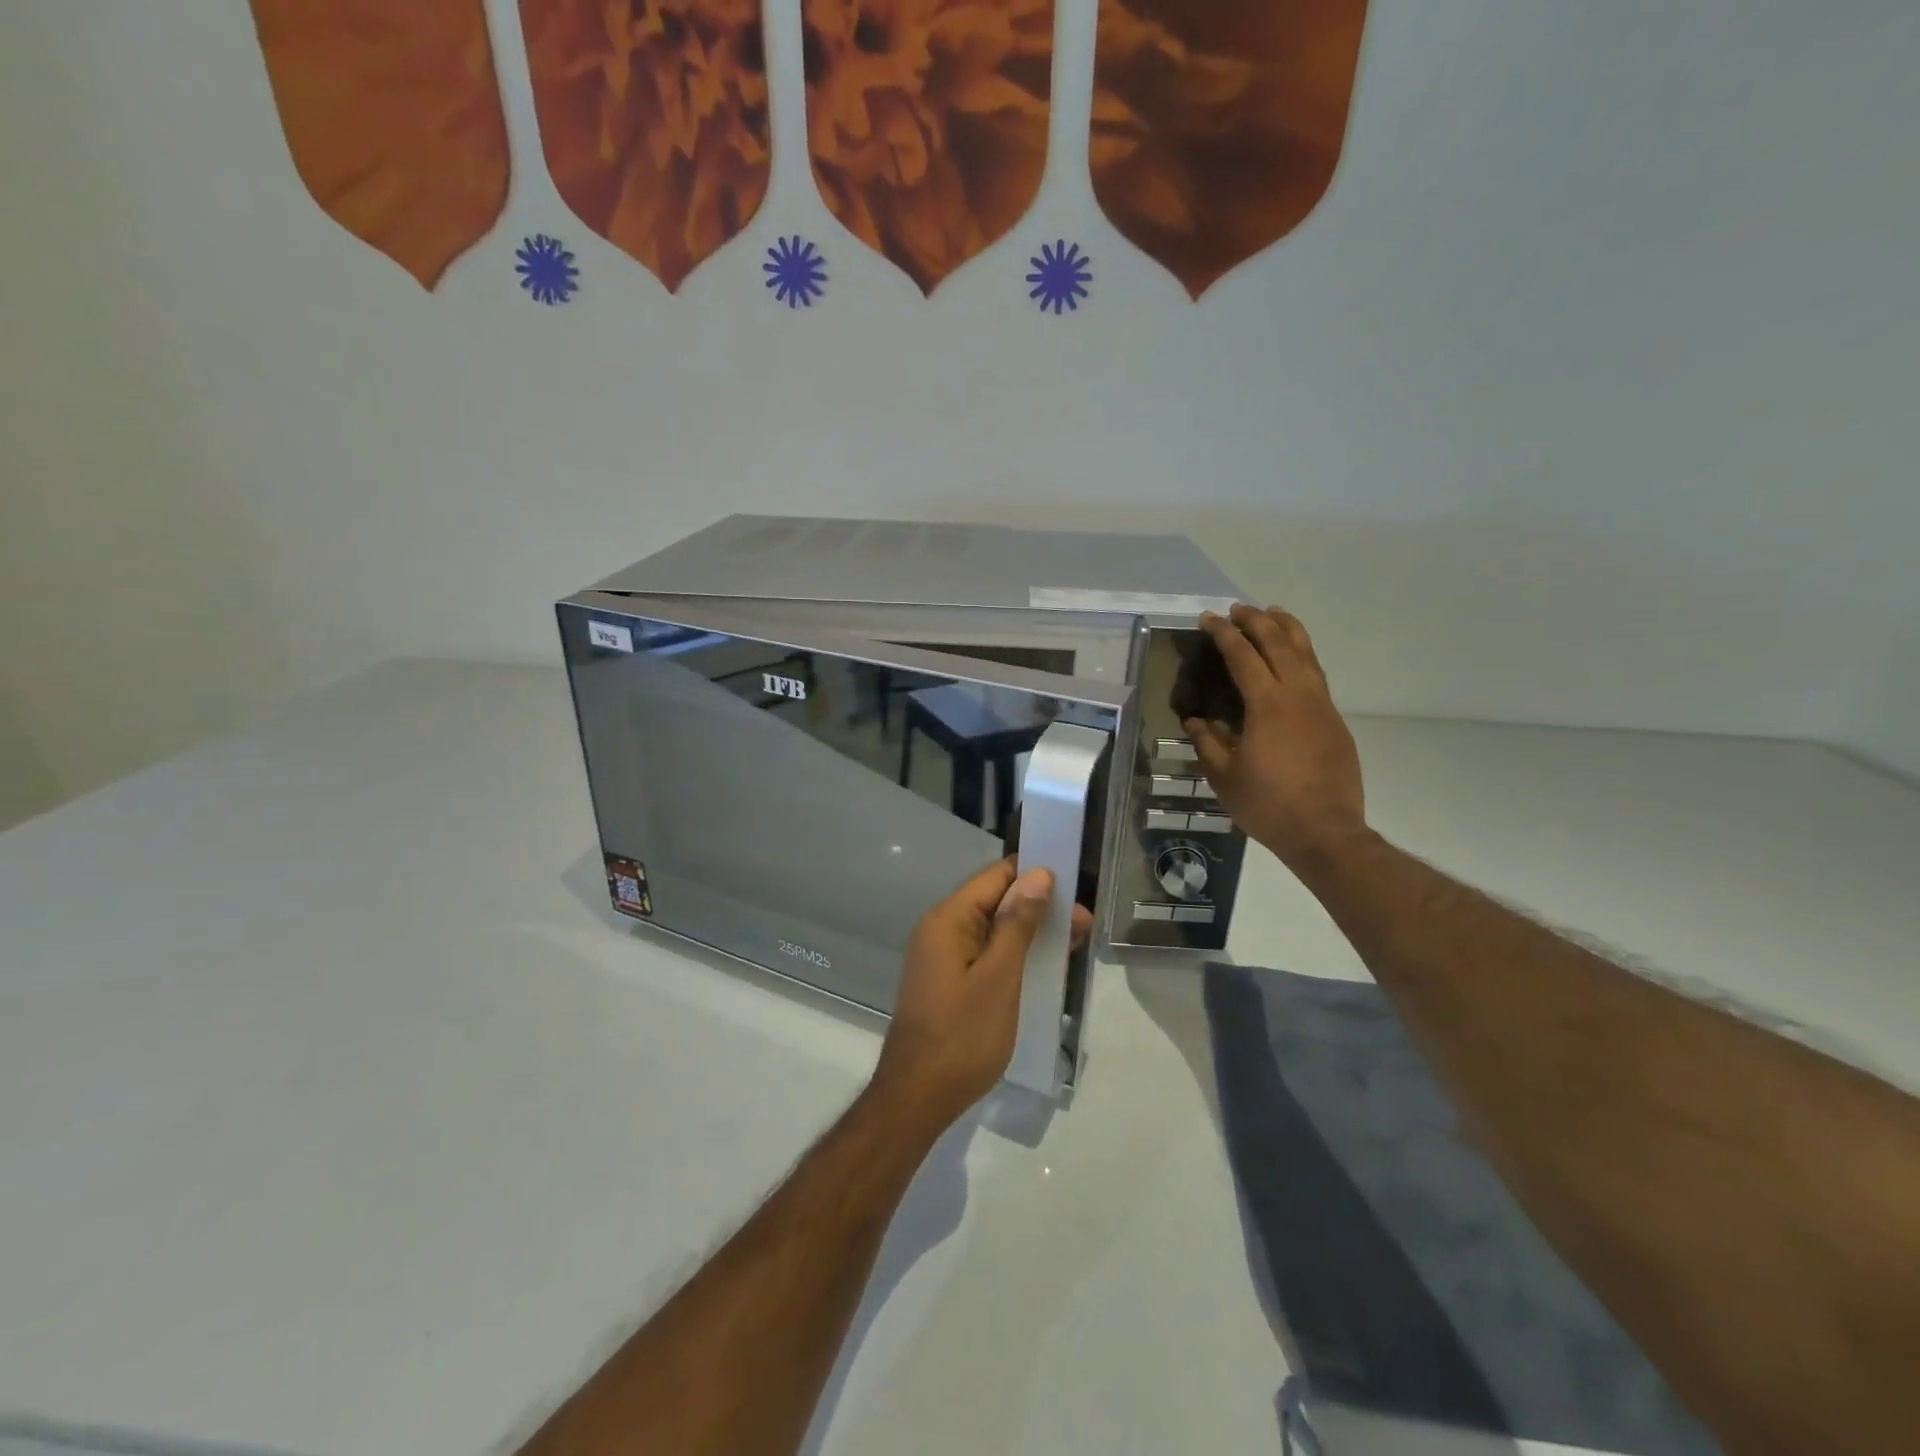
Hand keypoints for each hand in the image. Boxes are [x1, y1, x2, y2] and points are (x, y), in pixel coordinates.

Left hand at [871, 859, 1090, 1132]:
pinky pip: (985, 951)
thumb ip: (1018, 923)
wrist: (918, 1097)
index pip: (996, 876)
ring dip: (1030, 931)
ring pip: (992, 927)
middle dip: (1039, 906)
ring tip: (1073, 943)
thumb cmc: (963, 1036)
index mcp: (948, 918)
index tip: (1074, 886)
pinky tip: (1043, 965)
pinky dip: (1013, 953)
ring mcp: (942, 955)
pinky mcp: (948, 978)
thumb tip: (1038, 874)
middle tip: (1085, 925)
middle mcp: (941, 928)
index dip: (1035, 875)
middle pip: (995, 900)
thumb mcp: (1000, 977)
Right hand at [1186, 605, 1367, 874]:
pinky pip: (1317, 675)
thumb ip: (1208, 743)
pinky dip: (1303, 655)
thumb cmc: (1268, 805)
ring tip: (1273, 614)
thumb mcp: (1225, 777)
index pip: (1243, 656)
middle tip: (1238, 609)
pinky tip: (1294, 659)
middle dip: (1257, 621)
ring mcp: (1322, 706)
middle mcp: (1298, 695)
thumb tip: (1195, 721)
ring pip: (1307, 653)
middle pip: (1279, 643)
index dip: (1224, 634)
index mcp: (1267, 705)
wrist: (1325, 832)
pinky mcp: (1335, 721)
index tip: (1209, 619)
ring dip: (1287, 629)